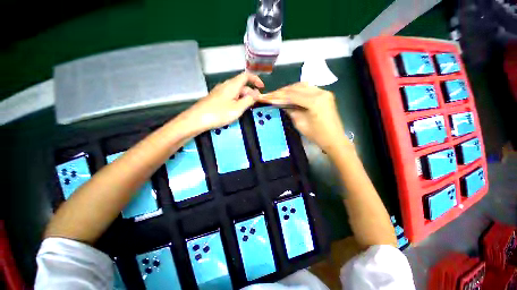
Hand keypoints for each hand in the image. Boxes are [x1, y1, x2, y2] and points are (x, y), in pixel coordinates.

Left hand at [182, 72, 263, 132]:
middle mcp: (226, 85)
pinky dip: (236, 100)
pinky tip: (235, 109)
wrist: (197, 119)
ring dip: (243, 98)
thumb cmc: (219, 113)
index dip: (255, 79)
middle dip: (250, 93)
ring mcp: (219, 91)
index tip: (262, 88)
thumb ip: (249, 100)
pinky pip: (230, 96)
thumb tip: (256, 93)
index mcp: (232, 85)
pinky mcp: (216, 98)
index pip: (246, 76)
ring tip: (246, 108)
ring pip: (235, 91)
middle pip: (241, 85)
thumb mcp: (238, 108)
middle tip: (255, 104)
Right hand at [256, 82, 350, 154]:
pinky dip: (298, 91)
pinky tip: (290, 94)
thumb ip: (290, 110)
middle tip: (270, 95)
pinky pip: (308, 89)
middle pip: (297, 88)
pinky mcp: (325, 94)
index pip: (292, 95)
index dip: (277, 96)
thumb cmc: (317, 135)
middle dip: (282, 91)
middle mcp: (320, 92)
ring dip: (289, 89)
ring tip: (278, 94)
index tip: (266, 97)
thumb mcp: (300, 124)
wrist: (334, 139)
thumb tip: (281, 103)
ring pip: (302, 86)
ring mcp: (324, 92)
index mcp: (315, 101)